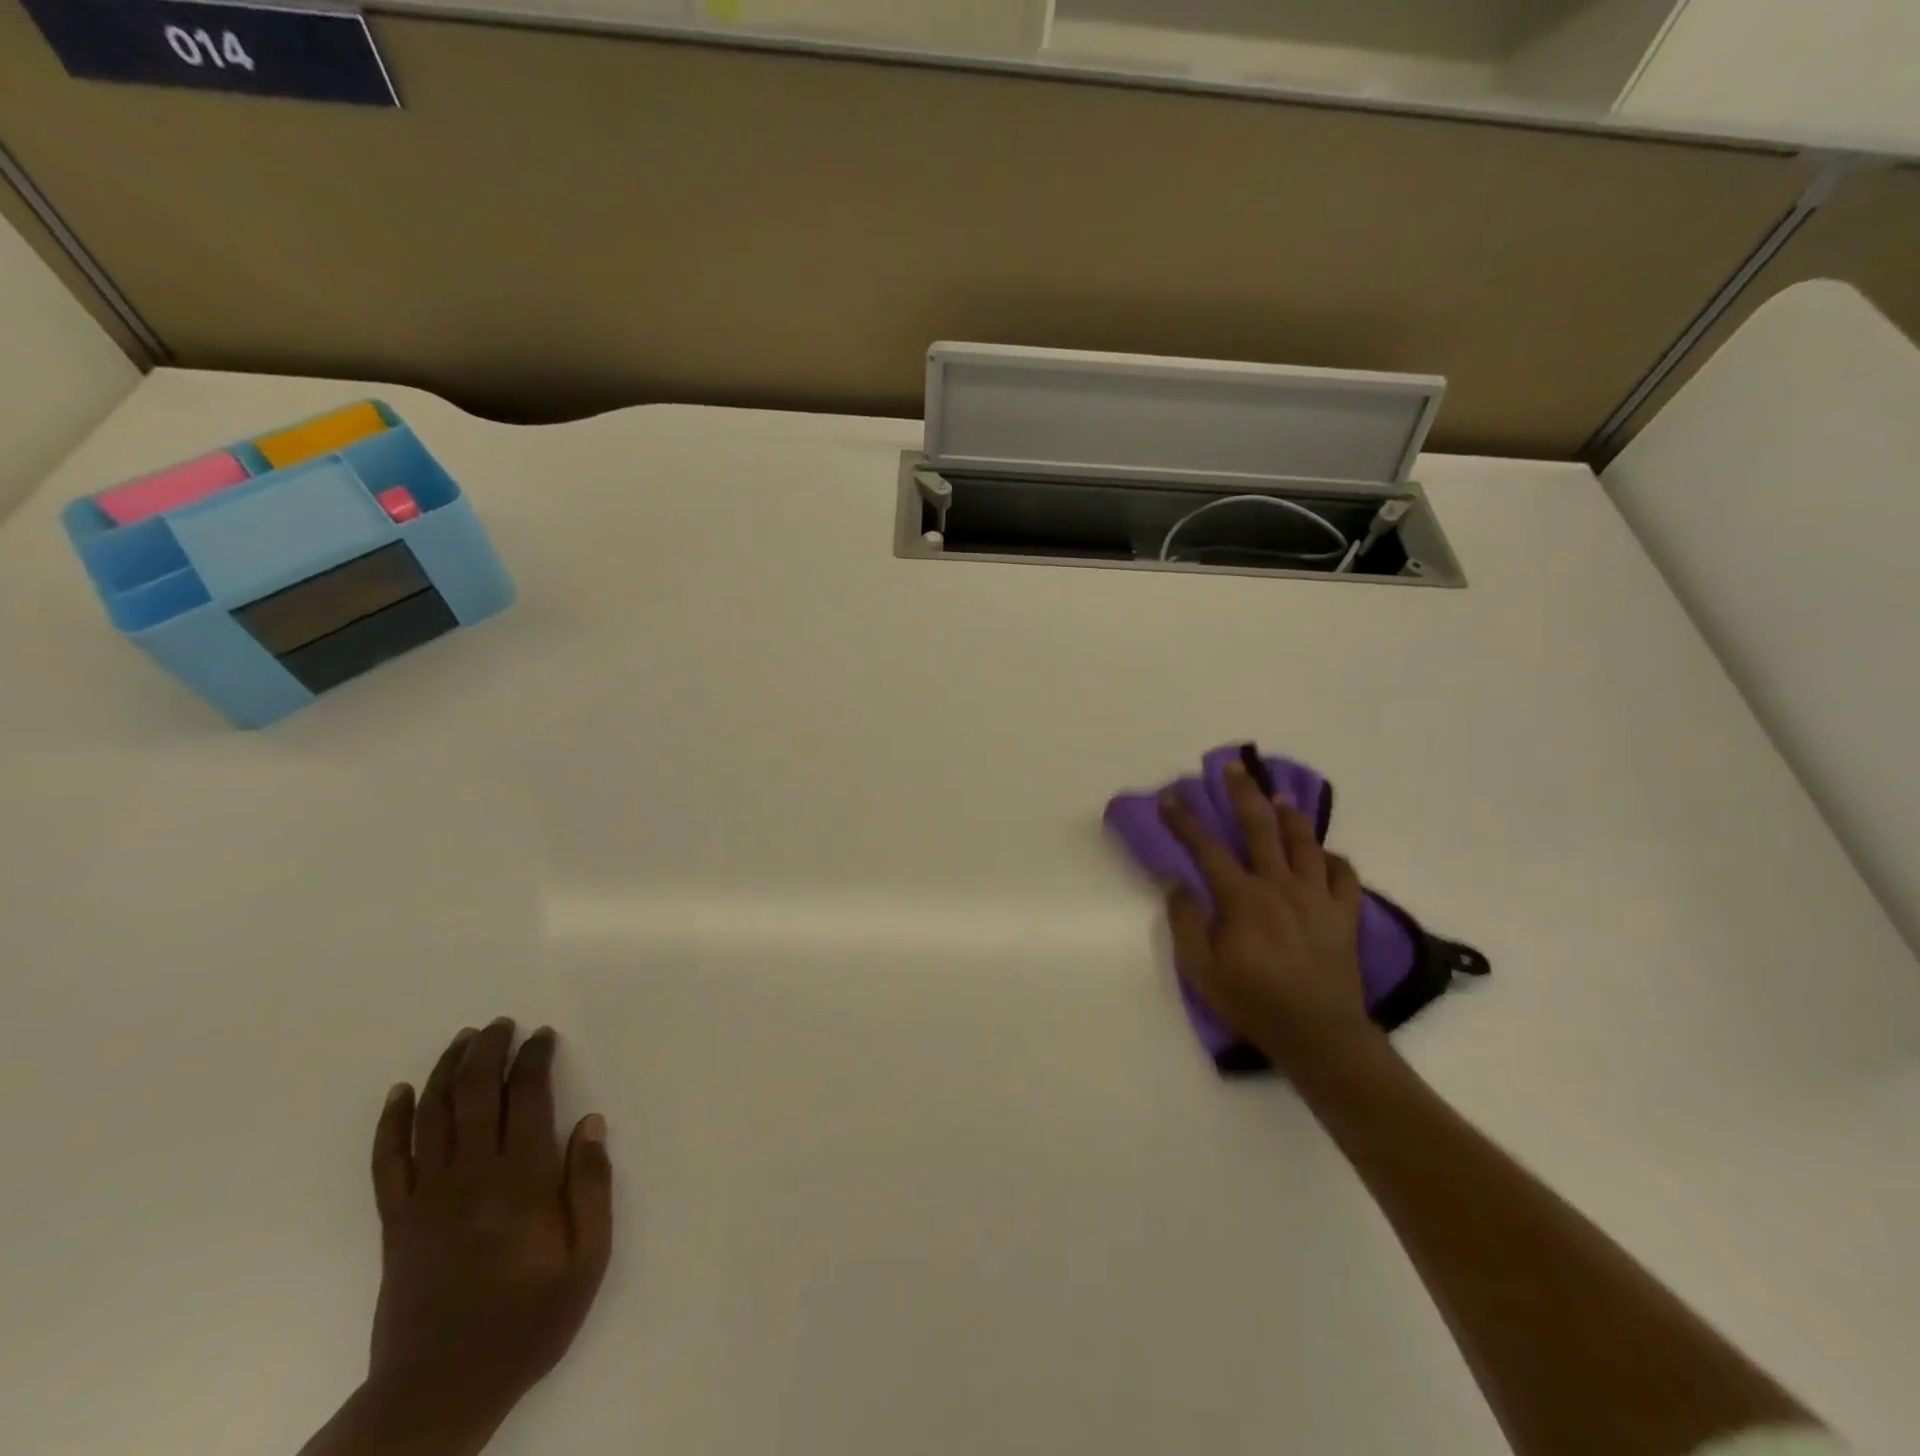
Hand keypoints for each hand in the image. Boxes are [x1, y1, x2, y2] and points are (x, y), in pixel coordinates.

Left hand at [365, 1020, 613, 1445]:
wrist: (438, 1394)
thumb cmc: (526, 1323)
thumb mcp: (586, 1261)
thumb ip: (592, 1188)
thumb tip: (591, 1123)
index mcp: (522, 1182)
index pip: (528, 1098)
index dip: (535, 1059)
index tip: (543, 1036)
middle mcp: (472, 1177)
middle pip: (477, 1094)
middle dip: (490, 1050)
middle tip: (502, 1024)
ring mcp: (427, 1198)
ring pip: (433, 1116)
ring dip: (448, 1071)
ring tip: (463, 1039)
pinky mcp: (395, 1223)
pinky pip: (388, 1162)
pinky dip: (392, 1122)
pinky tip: (401, 1093)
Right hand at [1158, 760, 1380, 1071]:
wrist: (1319, 1035)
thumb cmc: (1253, 1002)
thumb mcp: (1201, 970)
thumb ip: (1186, 922)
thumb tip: (1177, 883)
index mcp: (1242, 898)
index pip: (1206, 848)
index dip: (1185, 820)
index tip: (1170, 796)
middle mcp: (1280, 886)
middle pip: (1260, 828)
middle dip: (1243, 793)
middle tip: (1234, 768)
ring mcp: (1317, 897)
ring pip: (1305, 843)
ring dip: (1290, 816)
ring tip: (1280, 797)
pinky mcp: (1344, 915)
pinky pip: (1345, 876)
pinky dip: (1334, 860)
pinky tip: (1324, 855)